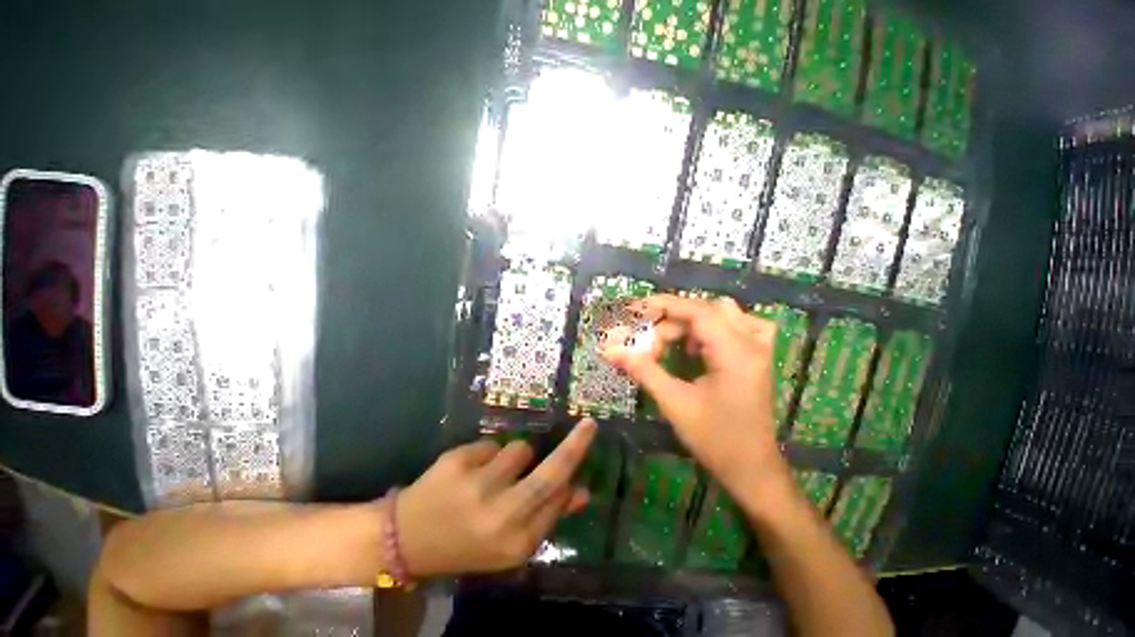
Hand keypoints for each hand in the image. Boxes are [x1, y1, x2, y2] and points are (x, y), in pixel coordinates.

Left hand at [395, 419, 595, 576]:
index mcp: (518, 542)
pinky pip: (490, 446)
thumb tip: (580, 491)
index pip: (558, 502)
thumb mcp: (508, 549)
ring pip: (519, 450)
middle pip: (550, 474)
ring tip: (493, 475)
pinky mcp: (454, 462)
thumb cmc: (464, 548)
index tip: (586, 455)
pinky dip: (487, 456)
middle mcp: (501, 514)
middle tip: (588, 427)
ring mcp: (477, 486)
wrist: (406, 539)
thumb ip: (545, 521)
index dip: (572, 478)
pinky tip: (469, 474)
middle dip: (575, 446)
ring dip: (515, 458)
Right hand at [603, 295, 790, 493]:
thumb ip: (645, 371)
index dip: (665, 306)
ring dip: (698, 323)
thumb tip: (611, 349)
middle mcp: (752, 341)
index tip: (636, 309)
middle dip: (676, 321)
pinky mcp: (762, 358)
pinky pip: (744, 326)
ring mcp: (761, 349)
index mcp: (735, 350)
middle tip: (650, 344)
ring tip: (677, 347)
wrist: (750, 465)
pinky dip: (721, 328)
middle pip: (710, 310)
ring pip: (727, 314)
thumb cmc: (714, 439)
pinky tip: (705, 348)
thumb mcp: (676, 404)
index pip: (698, 311)